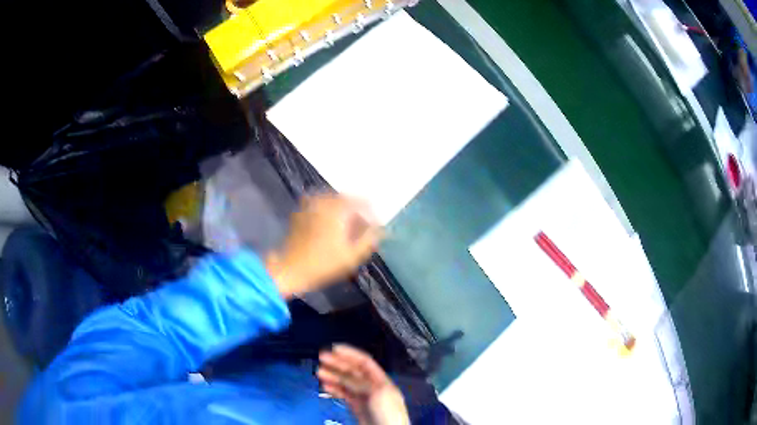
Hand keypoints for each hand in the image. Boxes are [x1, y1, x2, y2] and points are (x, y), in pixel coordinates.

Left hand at [266, 194, 381, 297]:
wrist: (290, 269)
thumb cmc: (323, 265)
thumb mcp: (351, 256)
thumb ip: (368, 240)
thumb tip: (379, 230)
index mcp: (337, 209)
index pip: (361, 202)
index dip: (371, 212)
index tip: (376, 224)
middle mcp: (323, 201)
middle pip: (346, 199)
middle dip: (357, 210)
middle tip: (363, 226)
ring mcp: (310, 206)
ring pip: (333, 202)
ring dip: (343, 211)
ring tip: (348, 227)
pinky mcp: (300, 213)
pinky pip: (320, 207)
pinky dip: (329, 213)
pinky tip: (331, 227)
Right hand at [318, 345, 409, 424]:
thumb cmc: (388, 413)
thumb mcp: (377, 394)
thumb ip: (361, 382)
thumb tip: (344, 374)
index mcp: (382, 380)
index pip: (364, 362)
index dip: (350, 354)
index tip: (333, 348)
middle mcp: (373, 387)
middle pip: (353, 371)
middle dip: (338, 364)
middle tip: (321, 358)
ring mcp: (364, 398)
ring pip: (347, 383)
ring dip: (333, 376)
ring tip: (319, 372)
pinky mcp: (357, 408)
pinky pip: (345, 395)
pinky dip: (335, 389)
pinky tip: (325, 386)